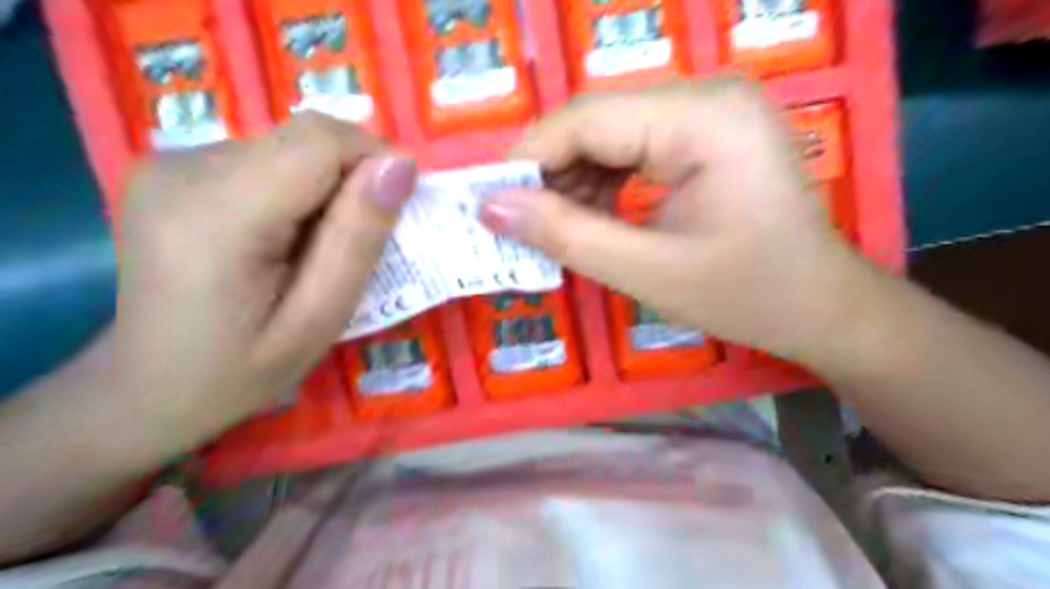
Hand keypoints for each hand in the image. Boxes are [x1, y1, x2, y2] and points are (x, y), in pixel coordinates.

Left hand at [111, 115, 413, 455]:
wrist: (149, 388)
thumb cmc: (241, 370)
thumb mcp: (318, 319)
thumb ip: (357, 239)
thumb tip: (400, 165)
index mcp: (217, 214)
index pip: (319, 141)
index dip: (373, 160)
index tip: (398, 208)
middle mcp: (183, 168)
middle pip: (303, 140)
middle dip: (351, 178)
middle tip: (358, 242)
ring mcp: (169, 163)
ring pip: (287, 147)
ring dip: (324, 187)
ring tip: (316, 248)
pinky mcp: (172, 169)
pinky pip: (264, 159)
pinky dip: (295, 189)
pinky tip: (283, 237)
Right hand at [479, 78, 864, 358]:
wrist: (822, 307)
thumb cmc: (748, 295)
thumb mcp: (647, 272)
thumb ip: (566, 236)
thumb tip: (490, 208)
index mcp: (704, 119)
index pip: (587, 120)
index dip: (528, 160)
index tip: (487, 203)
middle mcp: (707, 96)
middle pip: (597, 122)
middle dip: (550, 173)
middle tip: (519, 224)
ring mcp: (709, 112)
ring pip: (609, 134)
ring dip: (573, 180)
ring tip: (556, 228)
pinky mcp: (705, 134)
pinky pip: (633, 147)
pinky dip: (602, 182)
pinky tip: (591, 217)